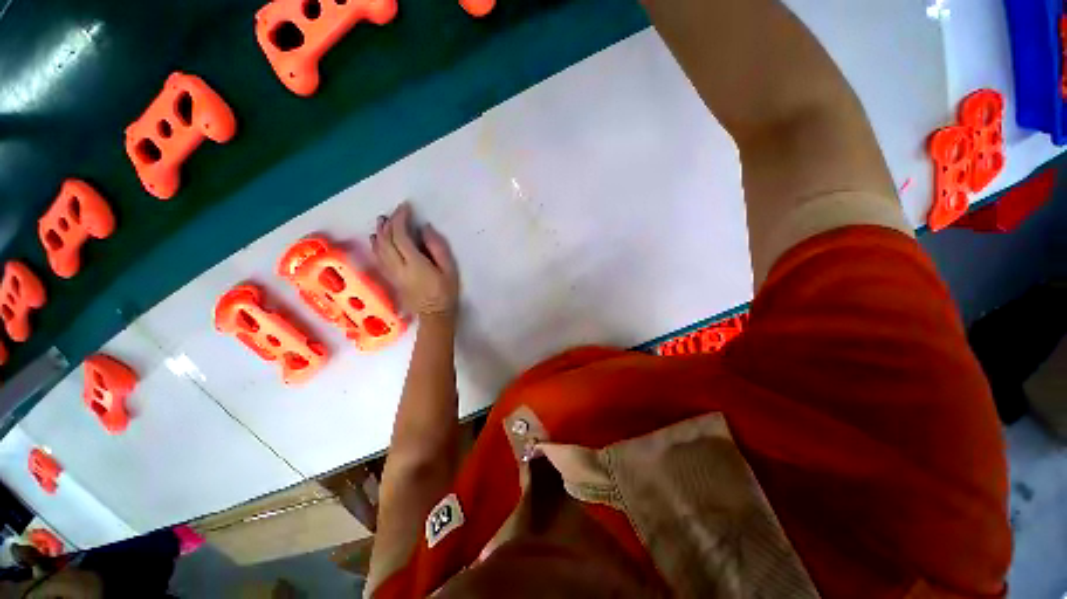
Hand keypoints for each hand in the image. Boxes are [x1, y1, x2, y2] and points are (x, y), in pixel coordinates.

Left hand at [371, 203, 459, 317]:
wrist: (435, 316)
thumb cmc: (446, 292)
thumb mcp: (449, 269)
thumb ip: (437, 248)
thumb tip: (425, 228)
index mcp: (414, 264)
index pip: (401, 236)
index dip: (401, 219)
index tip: (406, 207)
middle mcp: (398, 267)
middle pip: (387, 240)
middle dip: (389, 223)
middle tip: (396, 211)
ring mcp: (392, 274)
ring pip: (379, 249)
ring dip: (380, 232)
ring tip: (384, 220)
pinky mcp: (390, 279)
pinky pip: (378, 258)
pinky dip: (376, 245)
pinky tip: (376, 238)